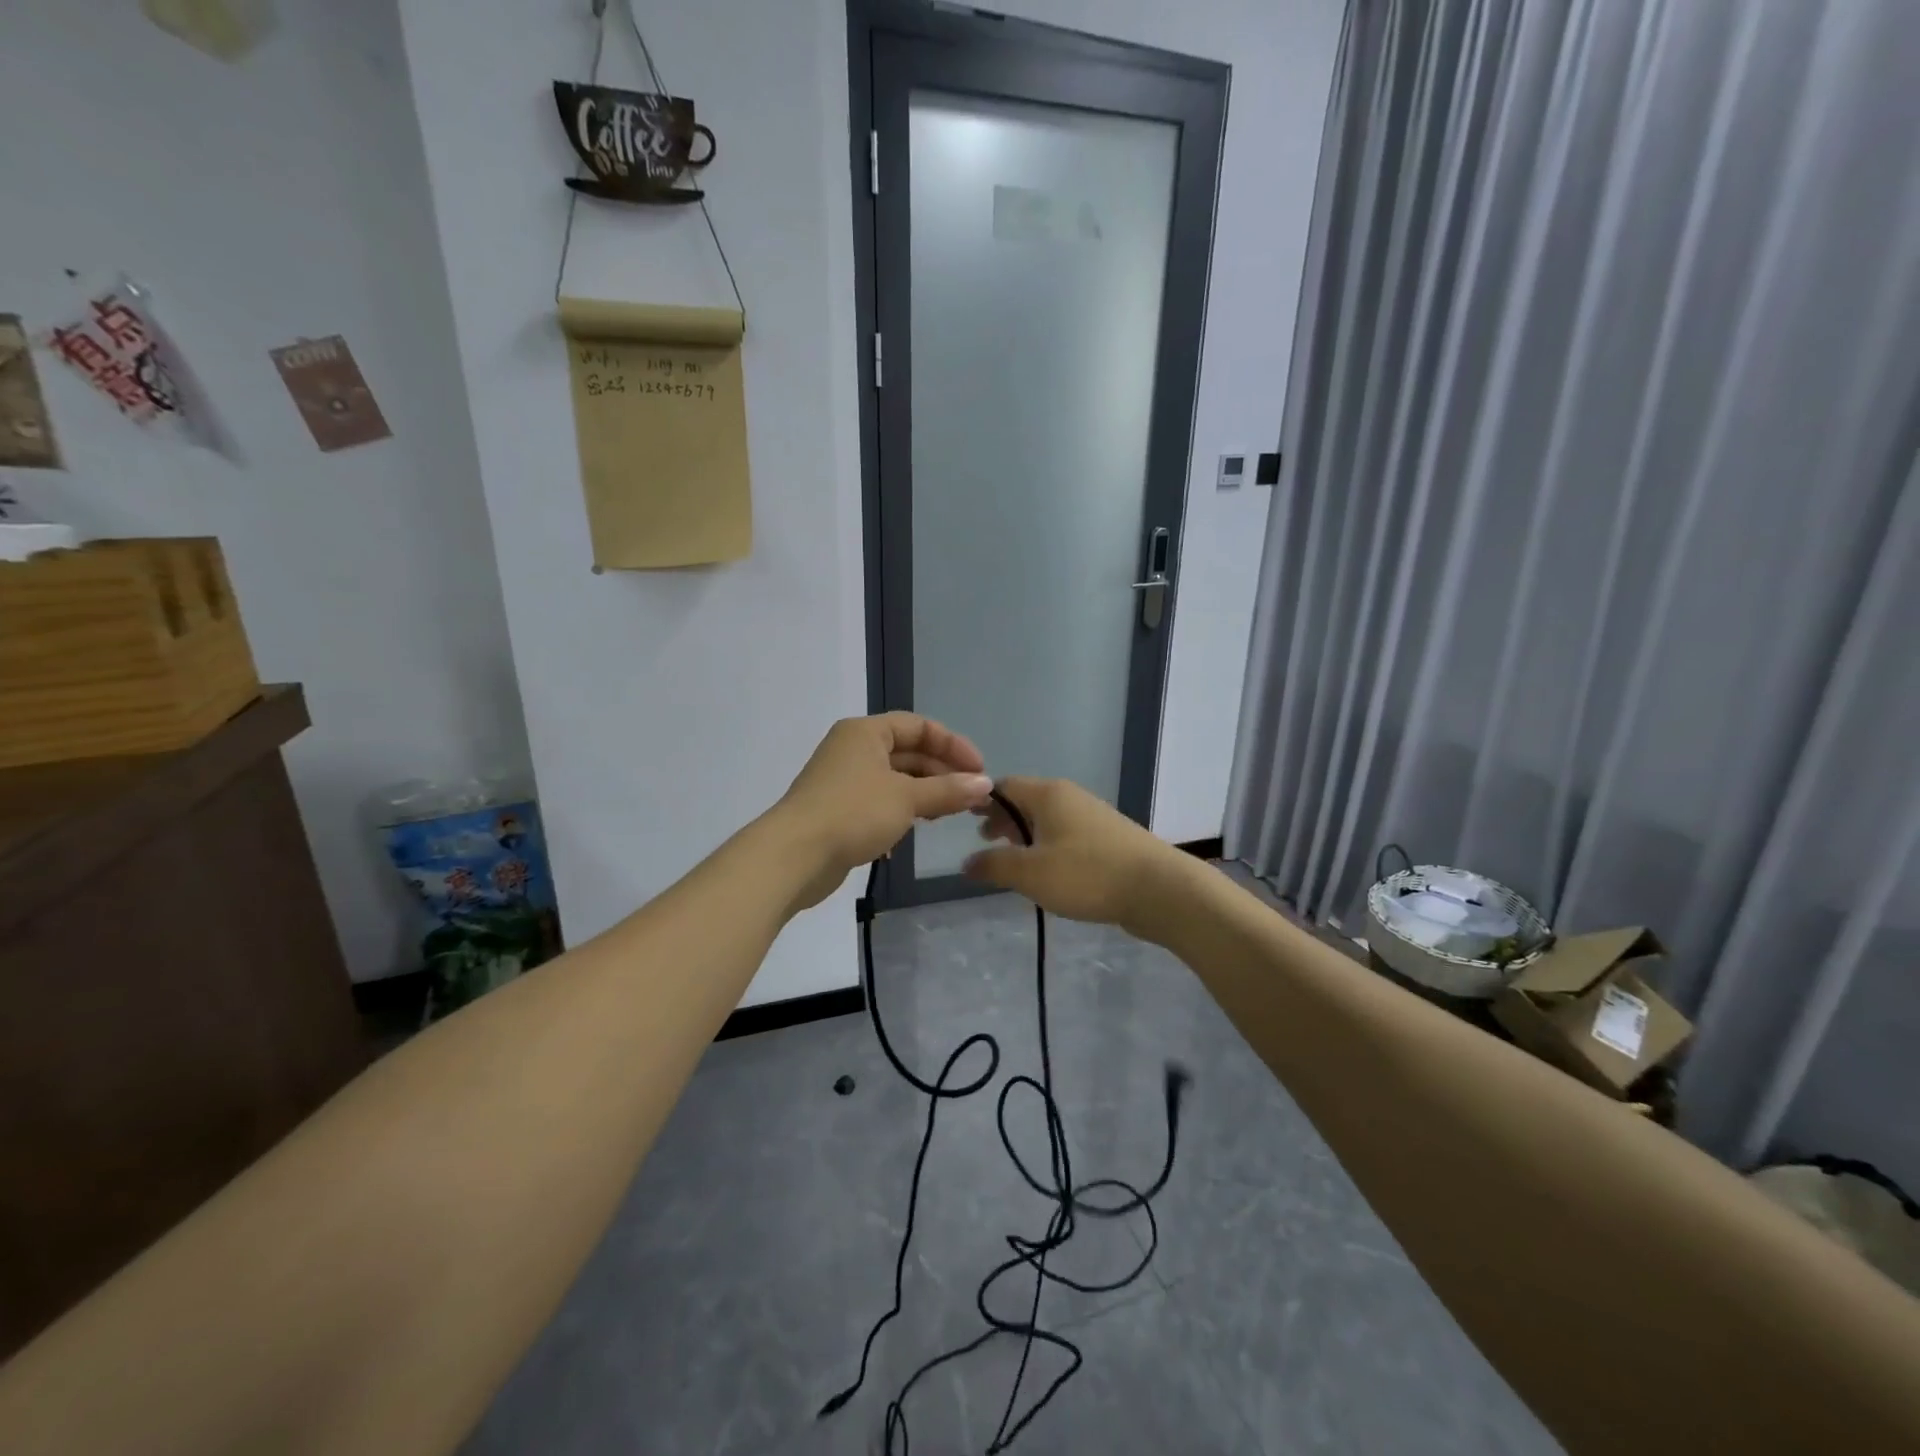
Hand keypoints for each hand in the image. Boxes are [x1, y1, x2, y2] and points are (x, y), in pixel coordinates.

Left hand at [775, 713, 991, 911]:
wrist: (795, 856)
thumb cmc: (853, 813)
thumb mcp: (907, 798)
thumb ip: (948, 790)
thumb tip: (985, 784)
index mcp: (866, 732)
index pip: (919, 726)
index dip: (953, 745)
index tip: (979, 771)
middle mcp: (853, 749)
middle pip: (908, 752)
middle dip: (942, 772)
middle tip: (972, 797)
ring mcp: (844, 780)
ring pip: (895, 779)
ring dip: (925, 793)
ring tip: (950, 814)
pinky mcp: (839, 810)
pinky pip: (880, 802)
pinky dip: (902, 811)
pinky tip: (916, 831)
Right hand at [962, 776, 1187, 937]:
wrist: (1159, 889)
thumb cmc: (1087, 874)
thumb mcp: (1031, 873)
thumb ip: (994, 865)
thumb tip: (966, 862)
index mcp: (1047, 794)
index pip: (1003, 786)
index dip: (981, 802)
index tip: (964, 822)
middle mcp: (1069, 796)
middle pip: (1026, 800)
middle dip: (1003, 820)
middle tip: (985, 843)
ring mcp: (1092, 816)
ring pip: (1047, 819)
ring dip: (1026, 836)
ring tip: (1013, 861)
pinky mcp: (1109, 838)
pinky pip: (1067, 835)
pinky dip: (1049, 846)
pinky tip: (1049, 873)